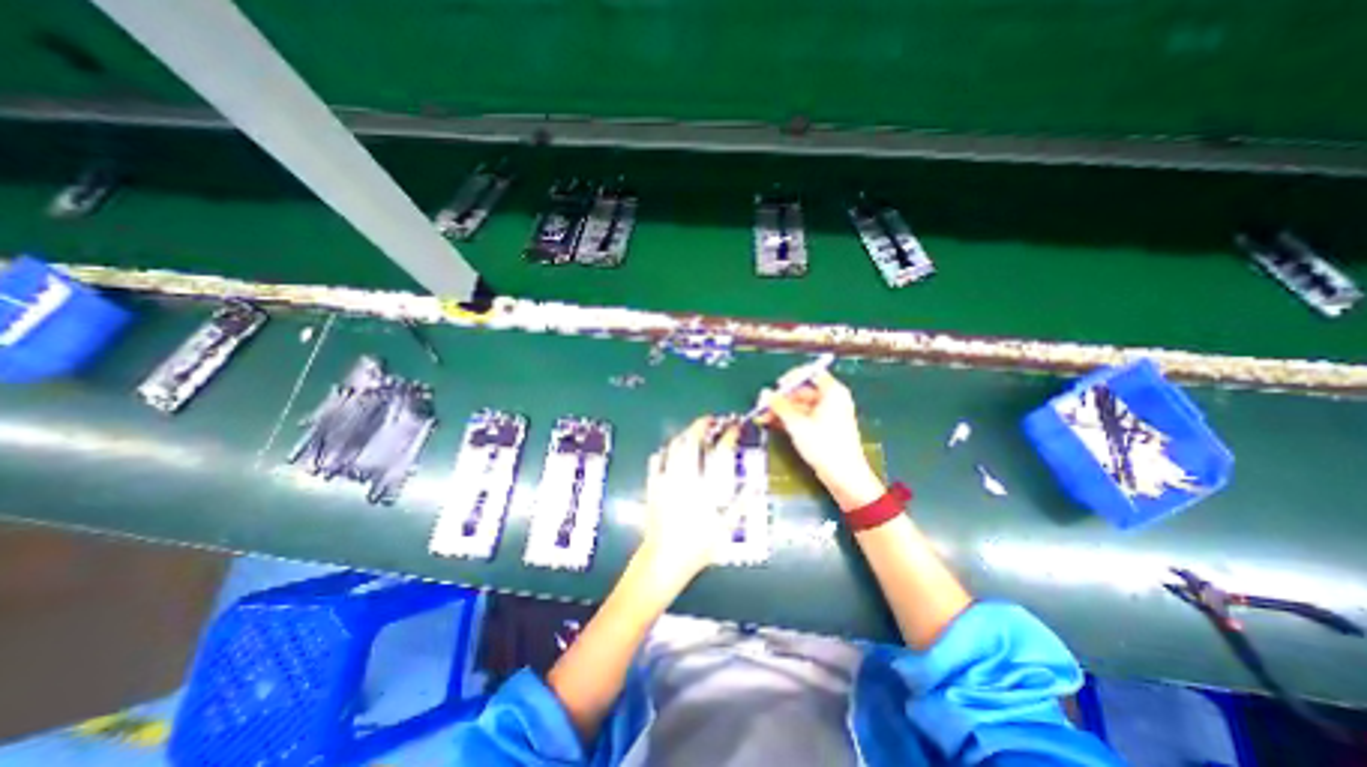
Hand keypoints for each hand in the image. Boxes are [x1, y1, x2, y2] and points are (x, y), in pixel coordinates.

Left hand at [634, 419, 744, 591]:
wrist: (664, 559)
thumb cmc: (697, 546)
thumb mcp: (725, 528)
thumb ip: (741, 504)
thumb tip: (755, 485)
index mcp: (706, 486)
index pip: (719, 452)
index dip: (728, 436)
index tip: (734, 427)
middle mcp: (685, 477)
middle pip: (692, 441)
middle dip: (701, 425)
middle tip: (710, 419)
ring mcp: (666, 479)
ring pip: (673, 446)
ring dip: (684, 434)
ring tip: (692, 431)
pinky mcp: (652, 485)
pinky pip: (656, 460)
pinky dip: (664, 451)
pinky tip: (669, 451)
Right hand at [758, 370, 887, 512]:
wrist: (844, 477)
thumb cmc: (824, 446)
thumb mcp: (797, 424)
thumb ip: (780, 406)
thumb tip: (765, 393)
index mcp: (832, 392)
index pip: (811, 373)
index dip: (792, 378)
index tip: (776, 386)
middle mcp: (832, 400)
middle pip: (803, 391)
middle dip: (781, 399)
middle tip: (763, 406)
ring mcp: (828, 415)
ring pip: (800, 406)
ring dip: (781, 411)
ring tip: (762, 417)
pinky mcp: (823, 428)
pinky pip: (804, 417)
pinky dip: (789, 420)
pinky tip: (772, 424)